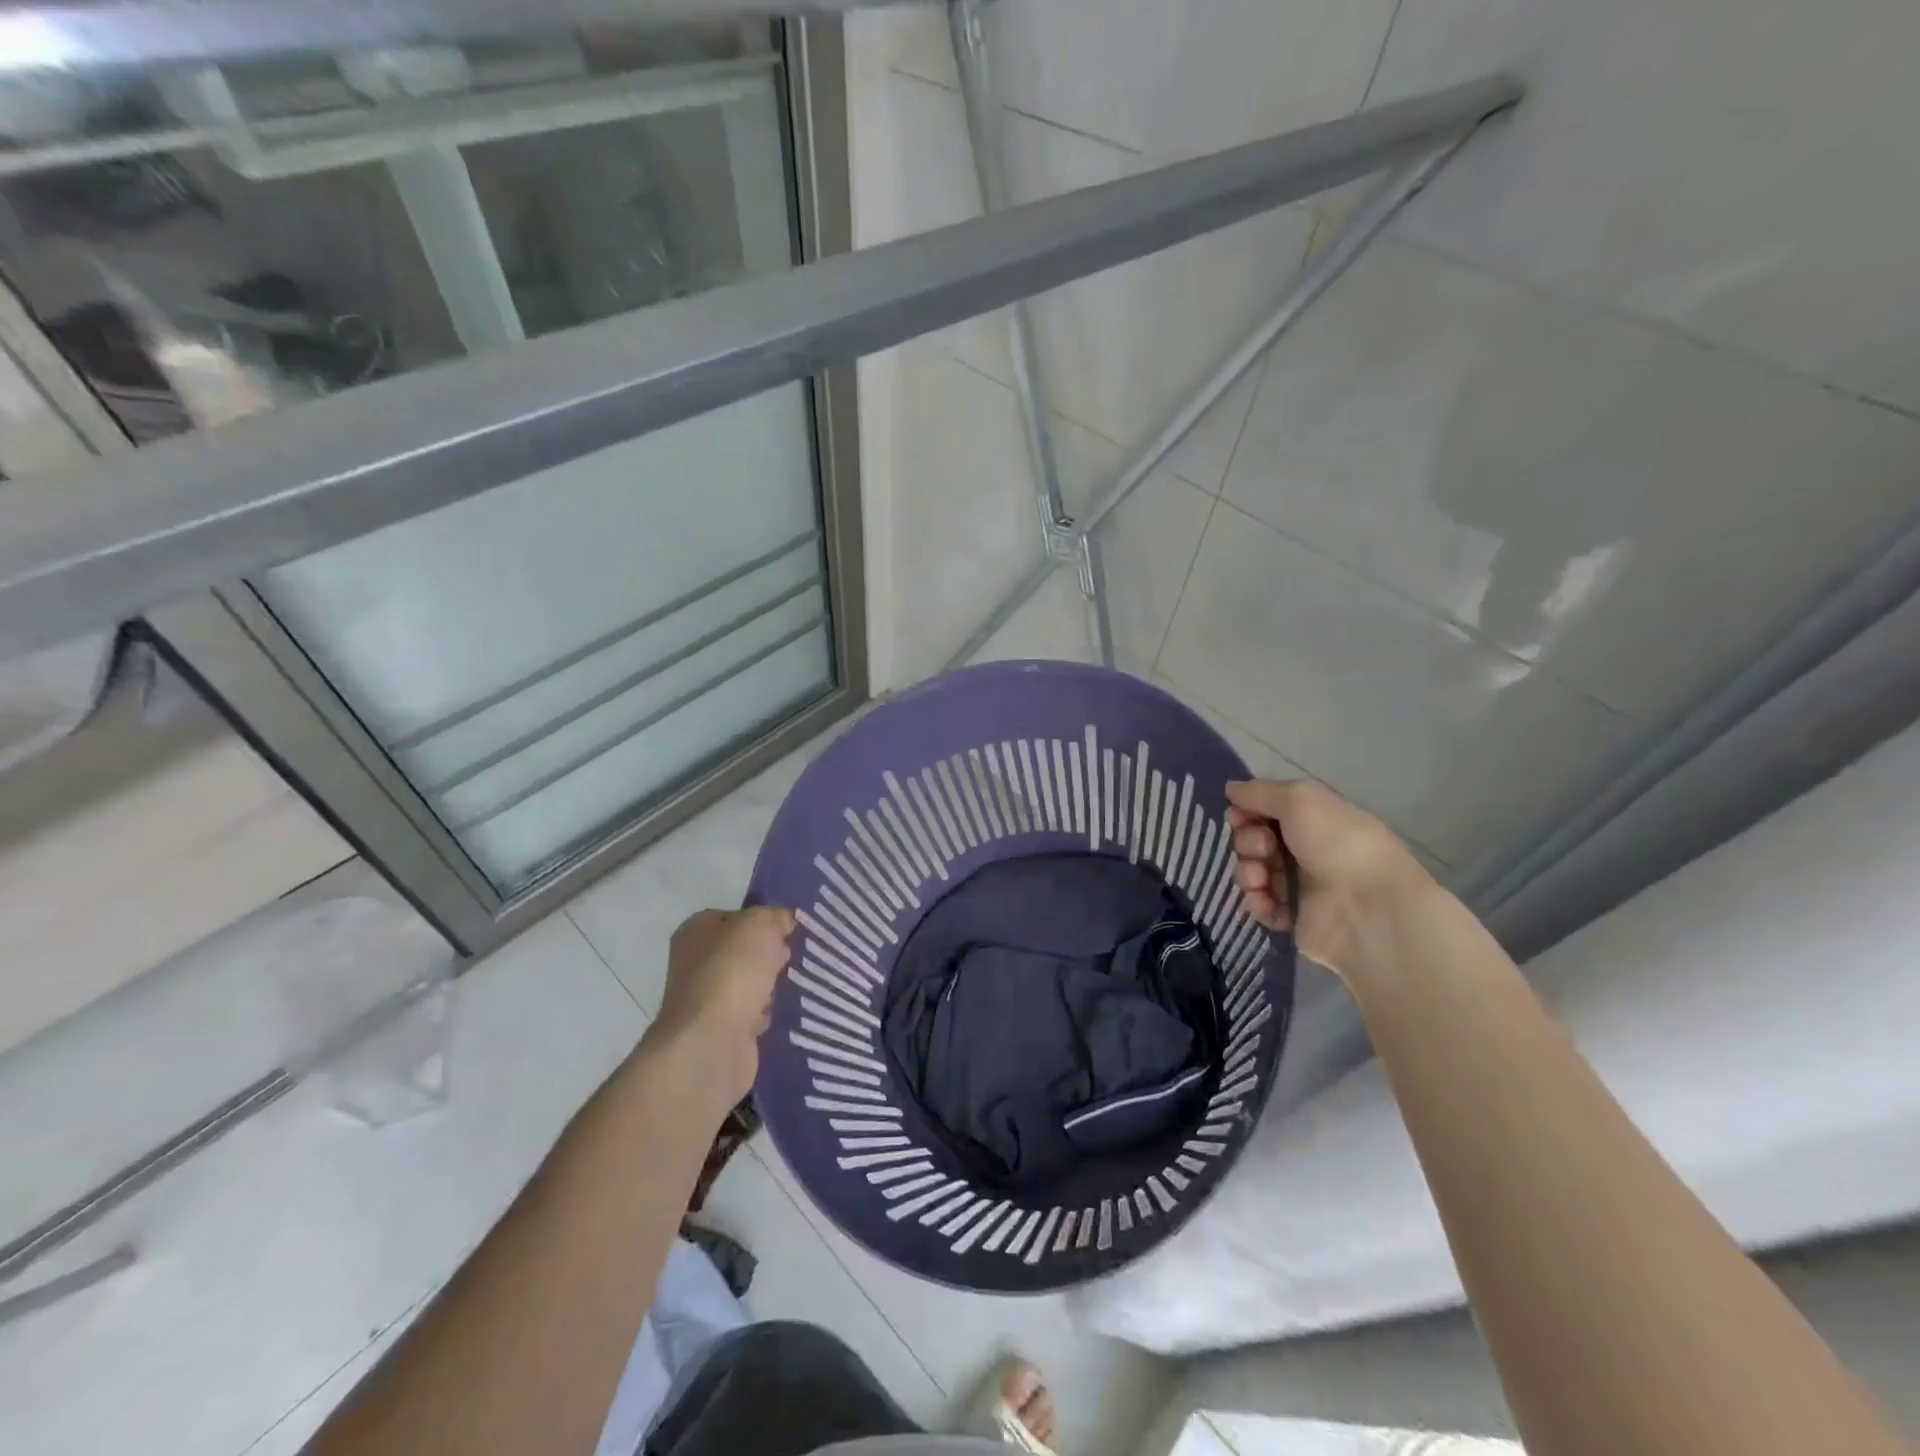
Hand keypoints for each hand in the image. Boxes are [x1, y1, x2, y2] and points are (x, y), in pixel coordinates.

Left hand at [648, 906, 795, 1105]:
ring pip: (750, 983)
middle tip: (793, 957)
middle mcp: (696, 962)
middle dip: (770, 954)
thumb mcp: (760, 924)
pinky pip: (752, 1014)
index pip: (736, 917)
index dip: (763, 920)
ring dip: (770, 986)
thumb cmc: (731, 973)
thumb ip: (775, 916)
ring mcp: (707, 999)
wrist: (711, 1044)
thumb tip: (784, 921)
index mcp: (696, 930)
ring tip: (793, 985)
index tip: (790, 930)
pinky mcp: (721, 1031)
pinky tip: (781, 1013)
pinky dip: (766, 1015)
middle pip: (744, 951)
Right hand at [1225, 779, 1430, 980]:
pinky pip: (1260, 905)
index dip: (1246, 812)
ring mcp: (1298, 886)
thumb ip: (1259, 792)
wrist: (1368, 905)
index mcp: (1312, 820)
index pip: (1265, 811)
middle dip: (1248, 843)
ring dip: (1248, 872)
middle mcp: (1305, 850)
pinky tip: (1266, 900)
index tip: (1238, 816)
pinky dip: (1257, 901)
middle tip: (1264, 849)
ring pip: (1252, 872)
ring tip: (1261, 879)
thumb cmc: (1337, 843)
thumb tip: (1230, 789)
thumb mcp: (1299, 799)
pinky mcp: (1293, 918)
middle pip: (1253, 841)